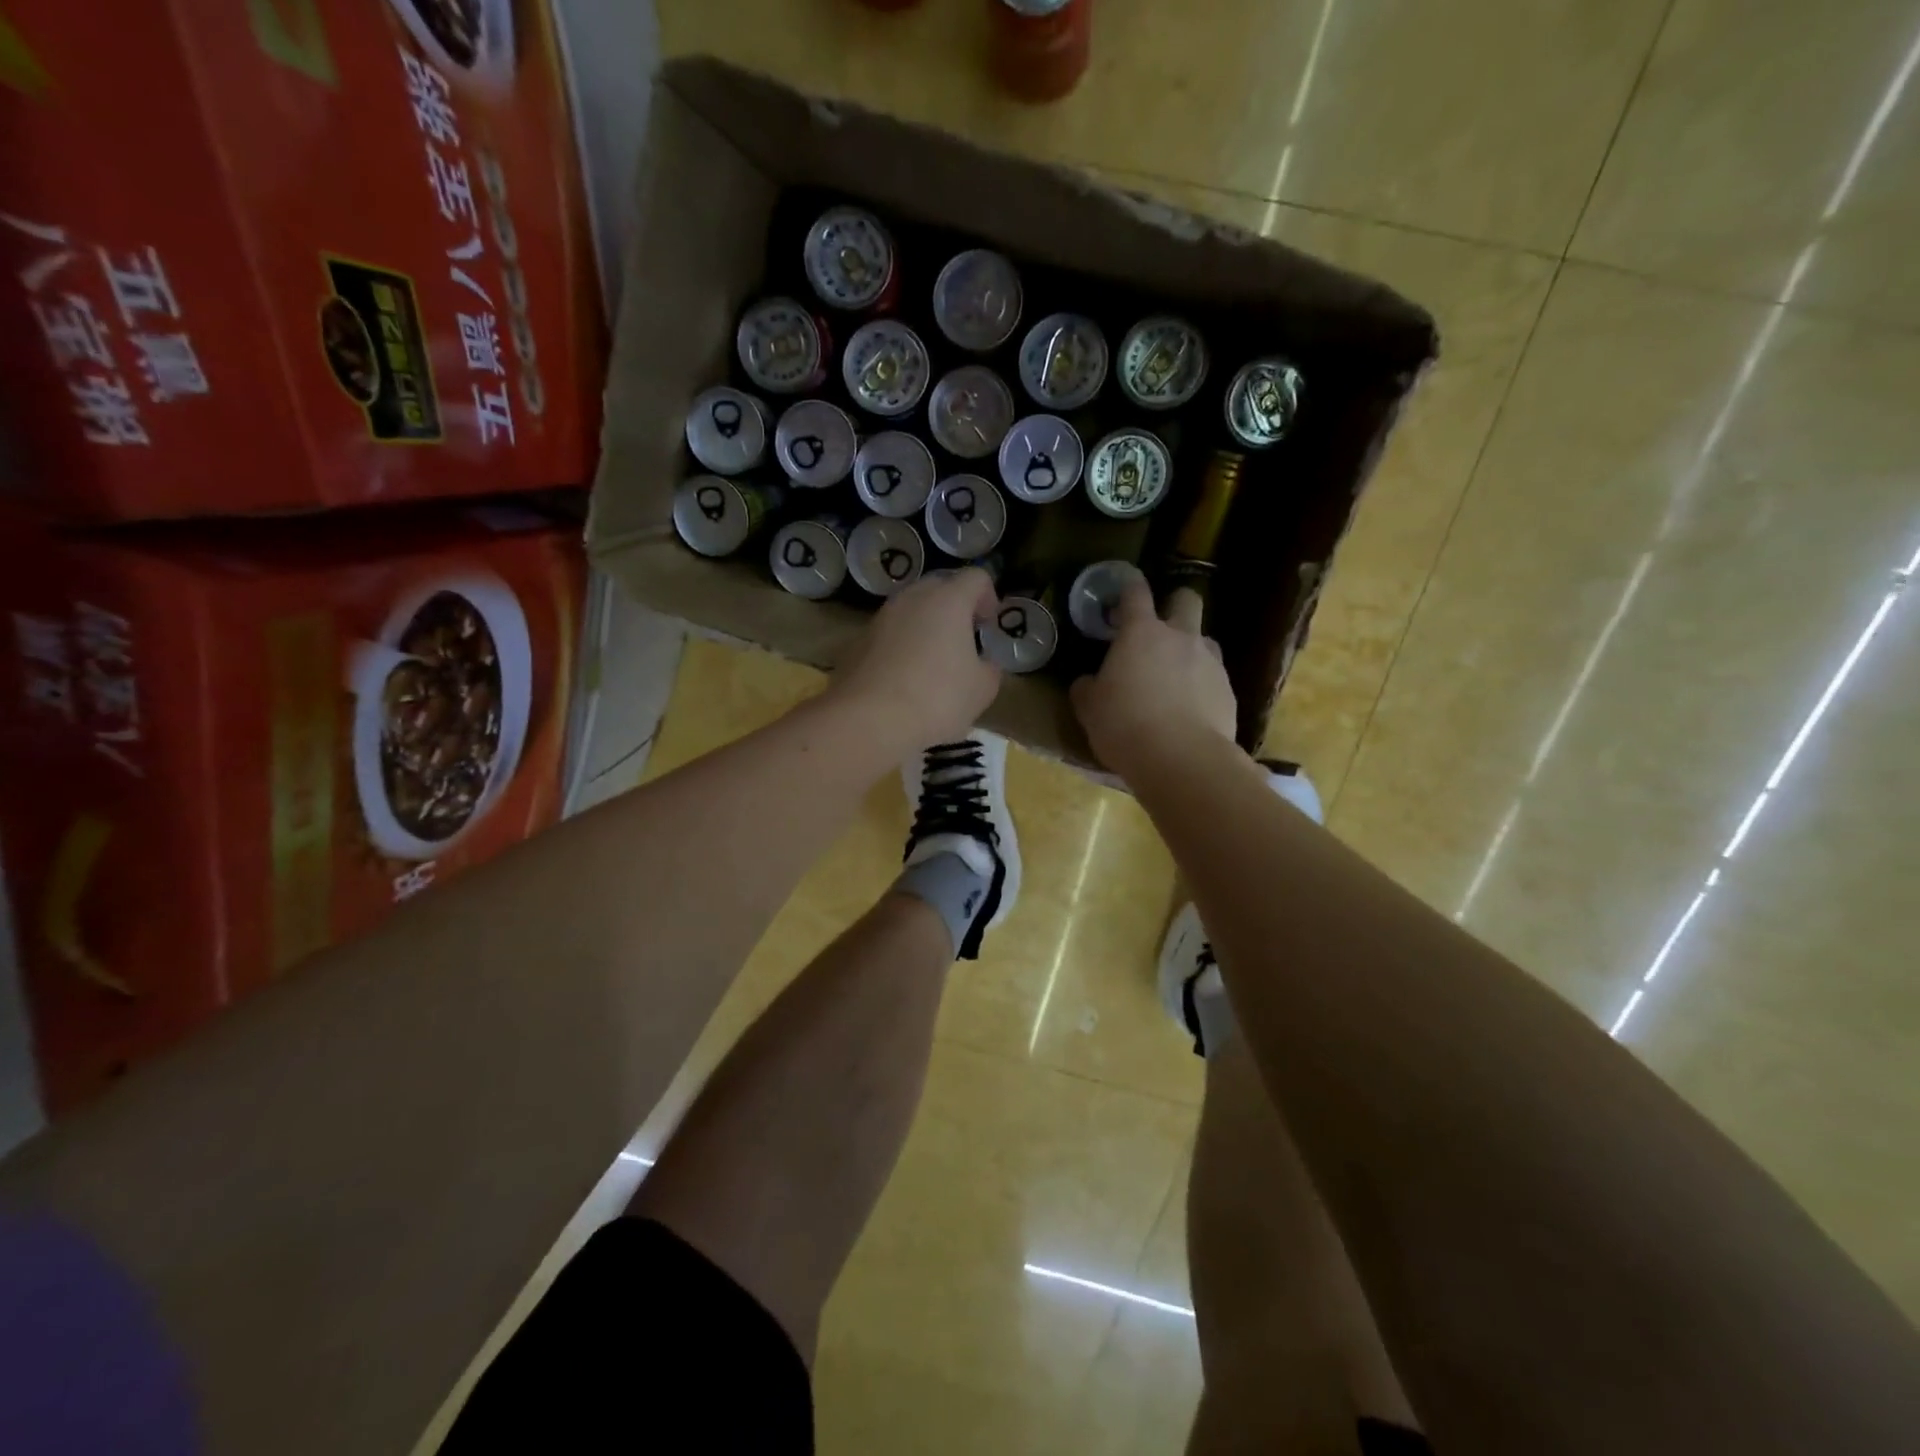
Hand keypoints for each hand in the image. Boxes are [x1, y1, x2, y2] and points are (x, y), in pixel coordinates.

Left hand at [829, 568, 1000, 751]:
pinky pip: (889, 634)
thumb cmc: (937, 699)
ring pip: (910, 610)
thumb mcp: (982, 690)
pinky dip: (901, 646)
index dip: (988, 597)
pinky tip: (903, 679)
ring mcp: (880, 617)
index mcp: (948, 600)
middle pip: (940, 587)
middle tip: (963, 641)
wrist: (869, 720)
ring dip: (925, 627)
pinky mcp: (858, 641)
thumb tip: (983, 664)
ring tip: (932, 662)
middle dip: (955, 609)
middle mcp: (912, 598)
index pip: (976, 578)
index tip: (988, 626)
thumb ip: (990, 668)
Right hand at [1070, 582, 1237, 780]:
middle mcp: (1180, 637)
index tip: (1122, 590)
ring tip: (1176, 678)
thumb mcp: (1090, 709)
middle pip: (1186, 600)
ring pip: (1205, 639)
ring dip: (1191, 650)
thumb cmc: (1124, 726)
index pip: (1135, 593)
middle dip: (1174, 605)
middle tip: (1159, 628)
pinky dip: (1202, 687)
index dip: (1128, 587)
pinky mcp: (1229, 691)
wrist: (1181, 760)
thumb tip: (1088, 682)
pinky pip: (1214, 678)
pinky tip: (1190, 712)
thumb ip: (1088, 688)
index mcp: (1140, 633)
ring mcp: (1210, 662)